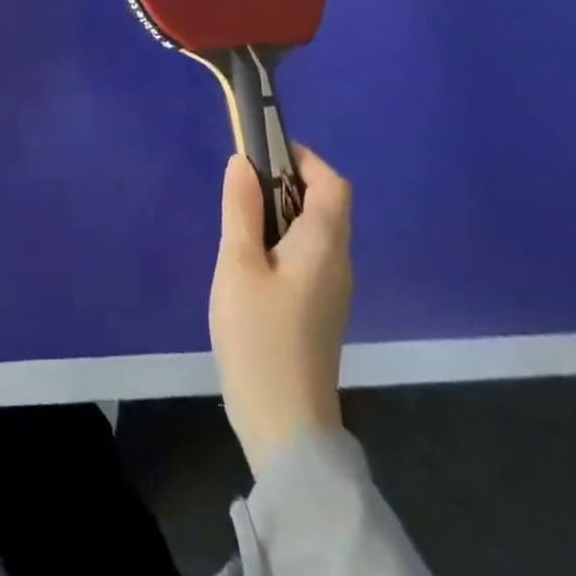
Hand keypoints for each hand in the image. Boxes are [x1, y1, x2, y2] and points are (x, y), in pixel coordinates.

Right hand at [209, 142, 352, 475]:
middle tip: (239, 185)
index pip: (331, 183)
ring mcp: (332, 289)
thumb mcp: (238, 264)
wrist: (285, 424)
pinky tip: (249, 259)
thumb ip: (240, 209)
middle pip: (324, 203)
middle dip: (285, 181)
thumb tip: (242, 162)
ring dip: (281, 210)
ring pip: (314, 230)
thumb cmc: (259, 336)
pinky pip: (308, 254)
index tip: (261, 151)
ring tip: (238, 220)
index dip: (302, 158)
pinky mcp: (319, 309)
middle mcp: (338, 261)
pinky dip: (282, 239)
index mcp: (324, 245)